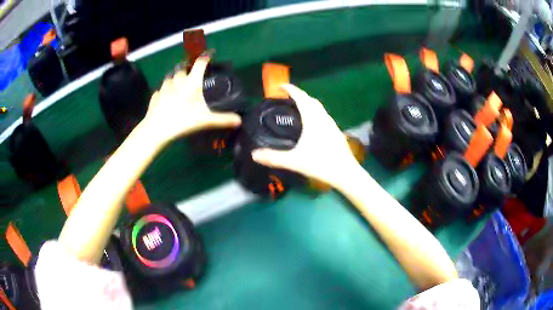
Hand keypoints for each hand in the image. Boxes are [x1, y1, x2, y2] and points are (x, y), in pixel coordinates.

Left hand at [141, 55, 241, 142]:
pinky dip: (165, 91)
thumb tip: (239, 121)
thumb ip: (222, 119)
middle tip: (191, 75)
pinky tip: (166, 98)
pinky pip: (161, 90)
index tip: (209, 53)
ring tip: (178, 85)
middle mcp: (177, 80)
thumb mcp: (205, 120)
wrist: (157, 128)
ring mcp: (164, 87)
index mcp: (191, 82)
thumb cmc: (182, 120)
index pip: (200, 63)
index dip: (206, 57)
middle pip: (182, 68)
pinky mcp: (155, 95)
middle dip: (187, 69)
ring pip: (170, 77)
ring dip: (175, 79)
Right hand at [252, 84, 360, 187]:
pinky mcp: (336, 132)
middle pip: (311, 100)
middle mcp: (323, 118)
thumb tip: (254, 155)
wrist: (346, 173)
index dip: (291, 89)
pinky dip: (314, 113)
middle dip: (299, 95)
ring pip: (319, 108)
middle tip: (287, 98)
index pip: (301, 98)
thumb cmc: (321, 163)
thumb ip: (274, 157)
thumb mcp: (295, 161)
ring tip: (297, 109)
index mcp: (313, 119)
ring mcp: (332, 125)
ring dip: (308, 104)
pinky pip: (323, 116)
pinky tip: (311, 125)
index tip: (280, 86)